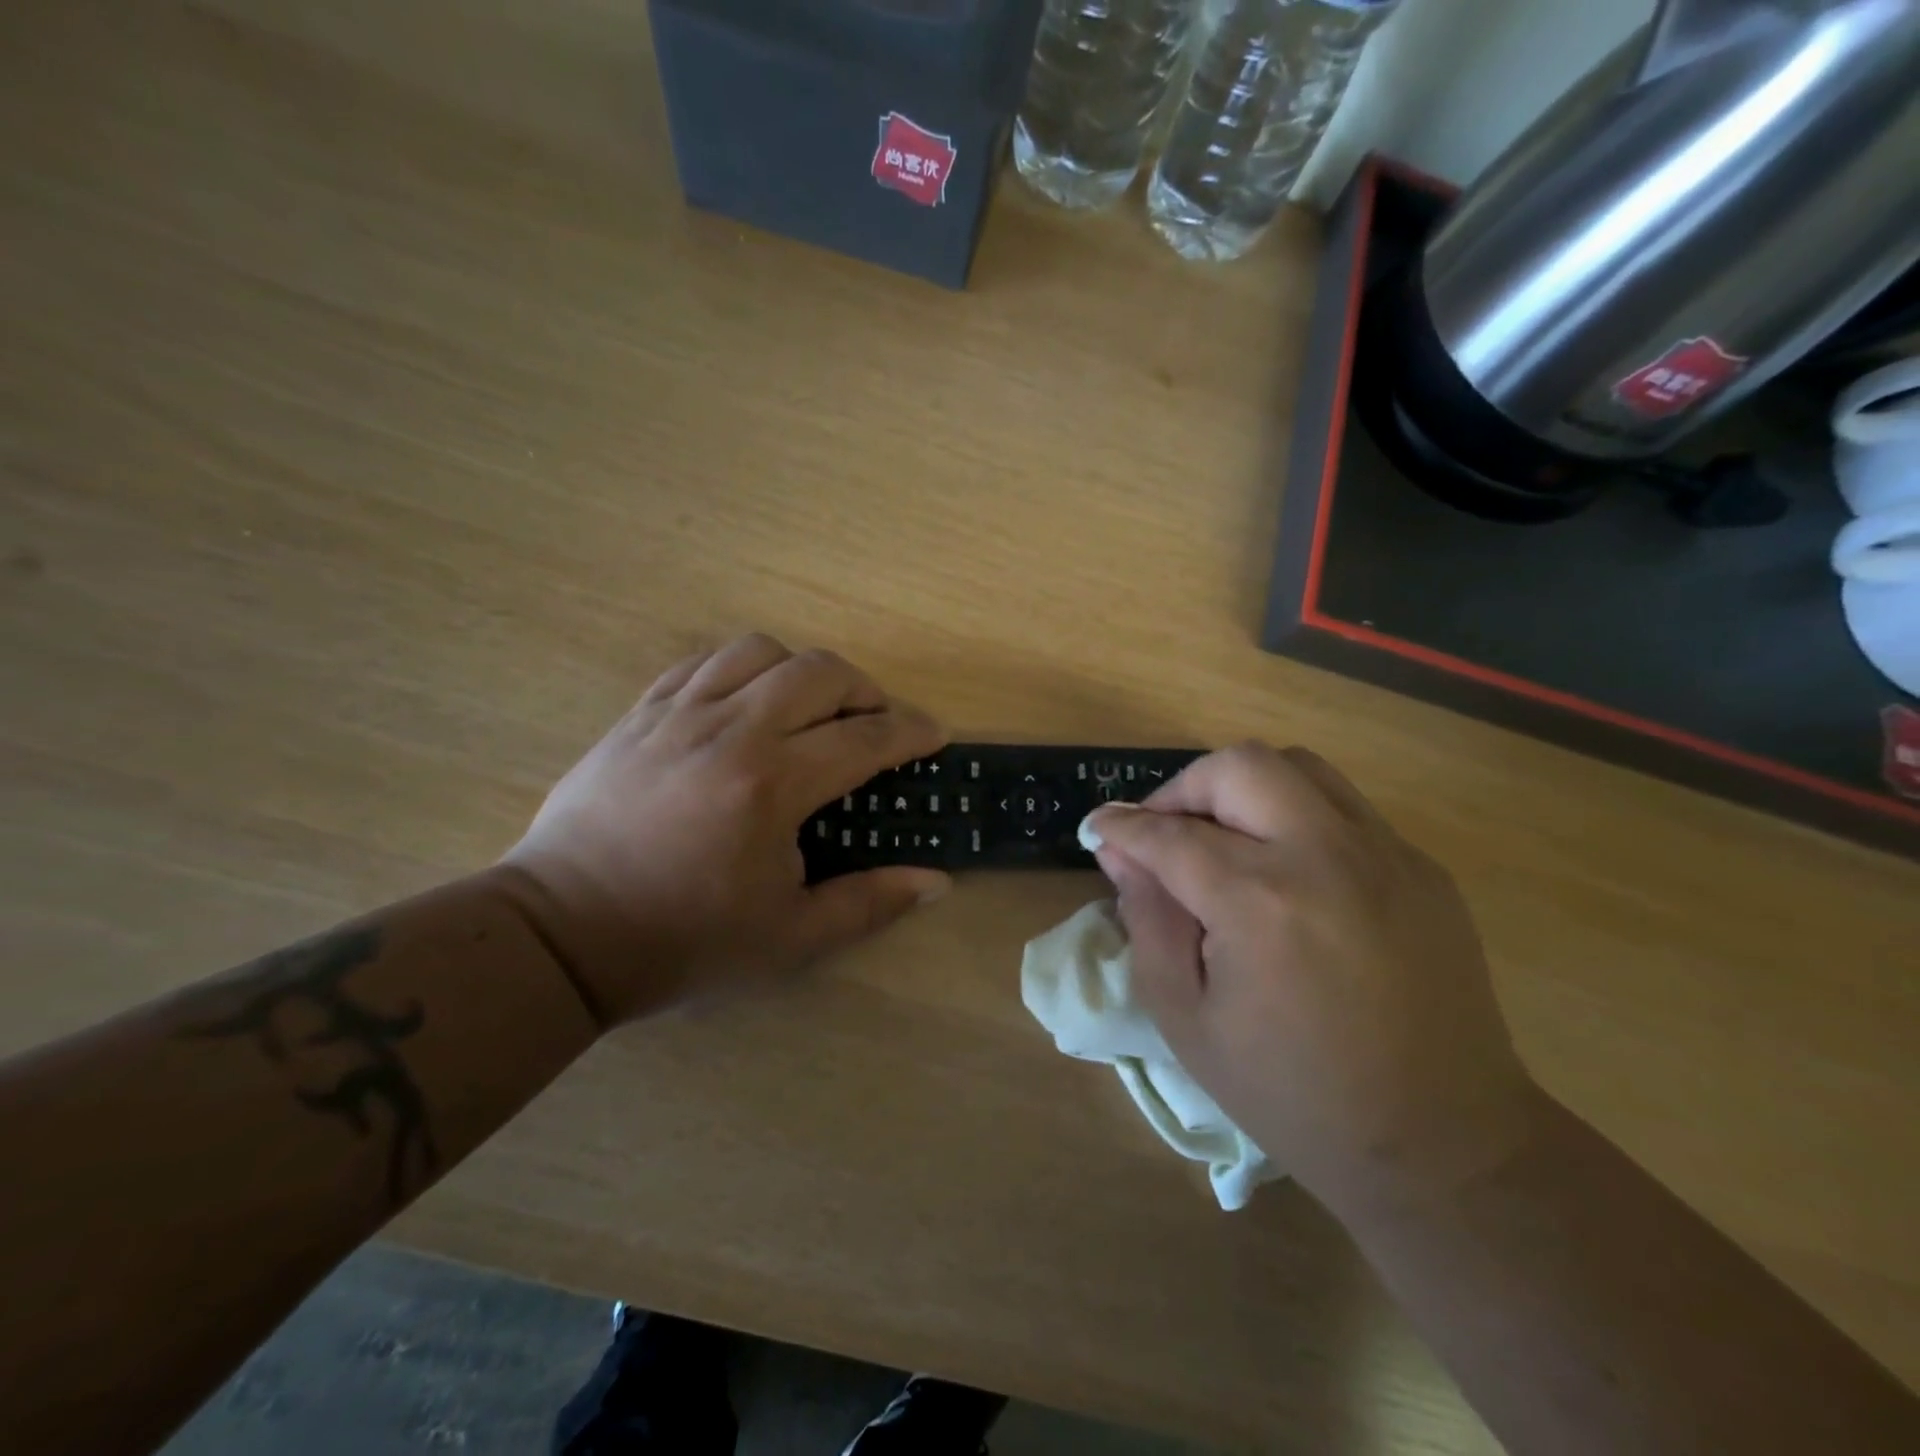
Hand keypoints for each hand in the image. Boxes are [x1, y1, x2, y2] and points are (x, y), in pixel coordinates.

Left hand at [498, 634, 949, 1026]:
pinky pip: (703, 662)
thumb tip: (935, 882)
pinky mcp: (640, 713)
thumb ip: (870, 903)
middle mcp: (731, 730)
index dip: (911, 732)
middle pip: (820, 672)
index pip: (864, 738)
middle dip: (866, 690)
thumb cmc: (684, 941)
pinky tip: (748, 702)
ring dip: (803, 671)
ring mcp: (679, 714)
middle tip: (876, 724)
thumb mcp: (790, 938)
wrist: (563, 935)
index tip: (934, 735)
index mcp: (772, 785)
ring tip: (811, 709)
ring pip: (760, 651)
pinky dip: (743, 669)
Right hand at [1081, 743, 1543, 1215]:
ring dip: (1241, 788)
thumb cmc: (1293, 1094)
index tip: (1098, 826)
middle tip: (1162, 832)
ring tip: (1221, 838)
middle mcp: (1327, 856)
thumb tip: (1121, 853)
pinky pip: (1342, 808)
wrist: (1442, 1145)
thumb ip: (1147, 921)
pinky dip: (1293, 816)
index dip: (1122, 825)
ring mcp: (1387, 855)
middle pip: (1239, 767)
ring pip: (1298, 766)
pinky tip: (1284, 872)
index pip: (1170, 834)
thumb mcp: (1187, 1019)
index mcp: (1260, 903)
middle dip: (1182, 789)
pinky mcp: (1422, 868)